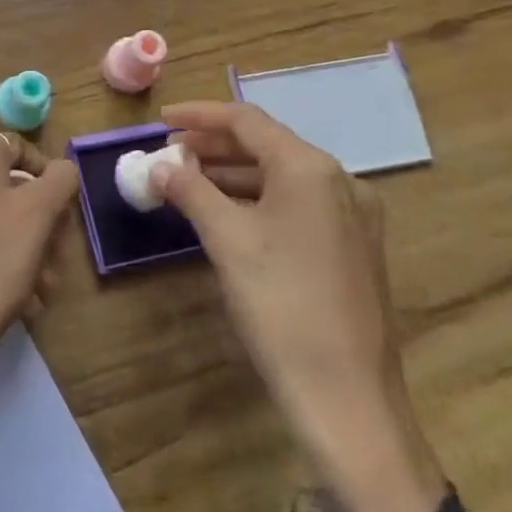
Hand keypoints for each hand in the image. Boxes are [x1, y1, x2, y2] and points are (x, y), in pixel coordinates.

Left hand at [0, 133, 79, 409]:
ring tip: (44, 286)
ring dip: (24, 246)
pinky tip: (19, 298)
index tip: (64, 206)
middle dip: (39, 219)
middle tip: (58, 253)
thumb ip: (59, 179)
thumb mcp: (40, 214)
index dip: (44, 170)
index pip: (13, 145)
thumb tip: (62, 168)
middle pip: (4, 186)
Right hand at [153, 101, 448, 511]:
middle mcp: (339, 181)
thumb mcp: (227, 240)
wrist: (347, 396)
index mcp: (310, 169)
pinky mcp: (352, 247)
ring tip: (187, 182)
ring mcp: (352, 216)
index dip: (199, 116)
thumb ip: (190, 191)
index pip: (247, 121)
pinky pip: (296, 205)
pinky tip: (226, 215)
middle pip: (266, 145)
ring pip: (281, 177)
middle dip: (213, 146)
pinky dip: (256, 200)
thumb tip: (159, 165)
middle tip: (168, 154)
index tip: (160, 120)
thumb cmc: (281, 305)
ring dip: (232, 174)